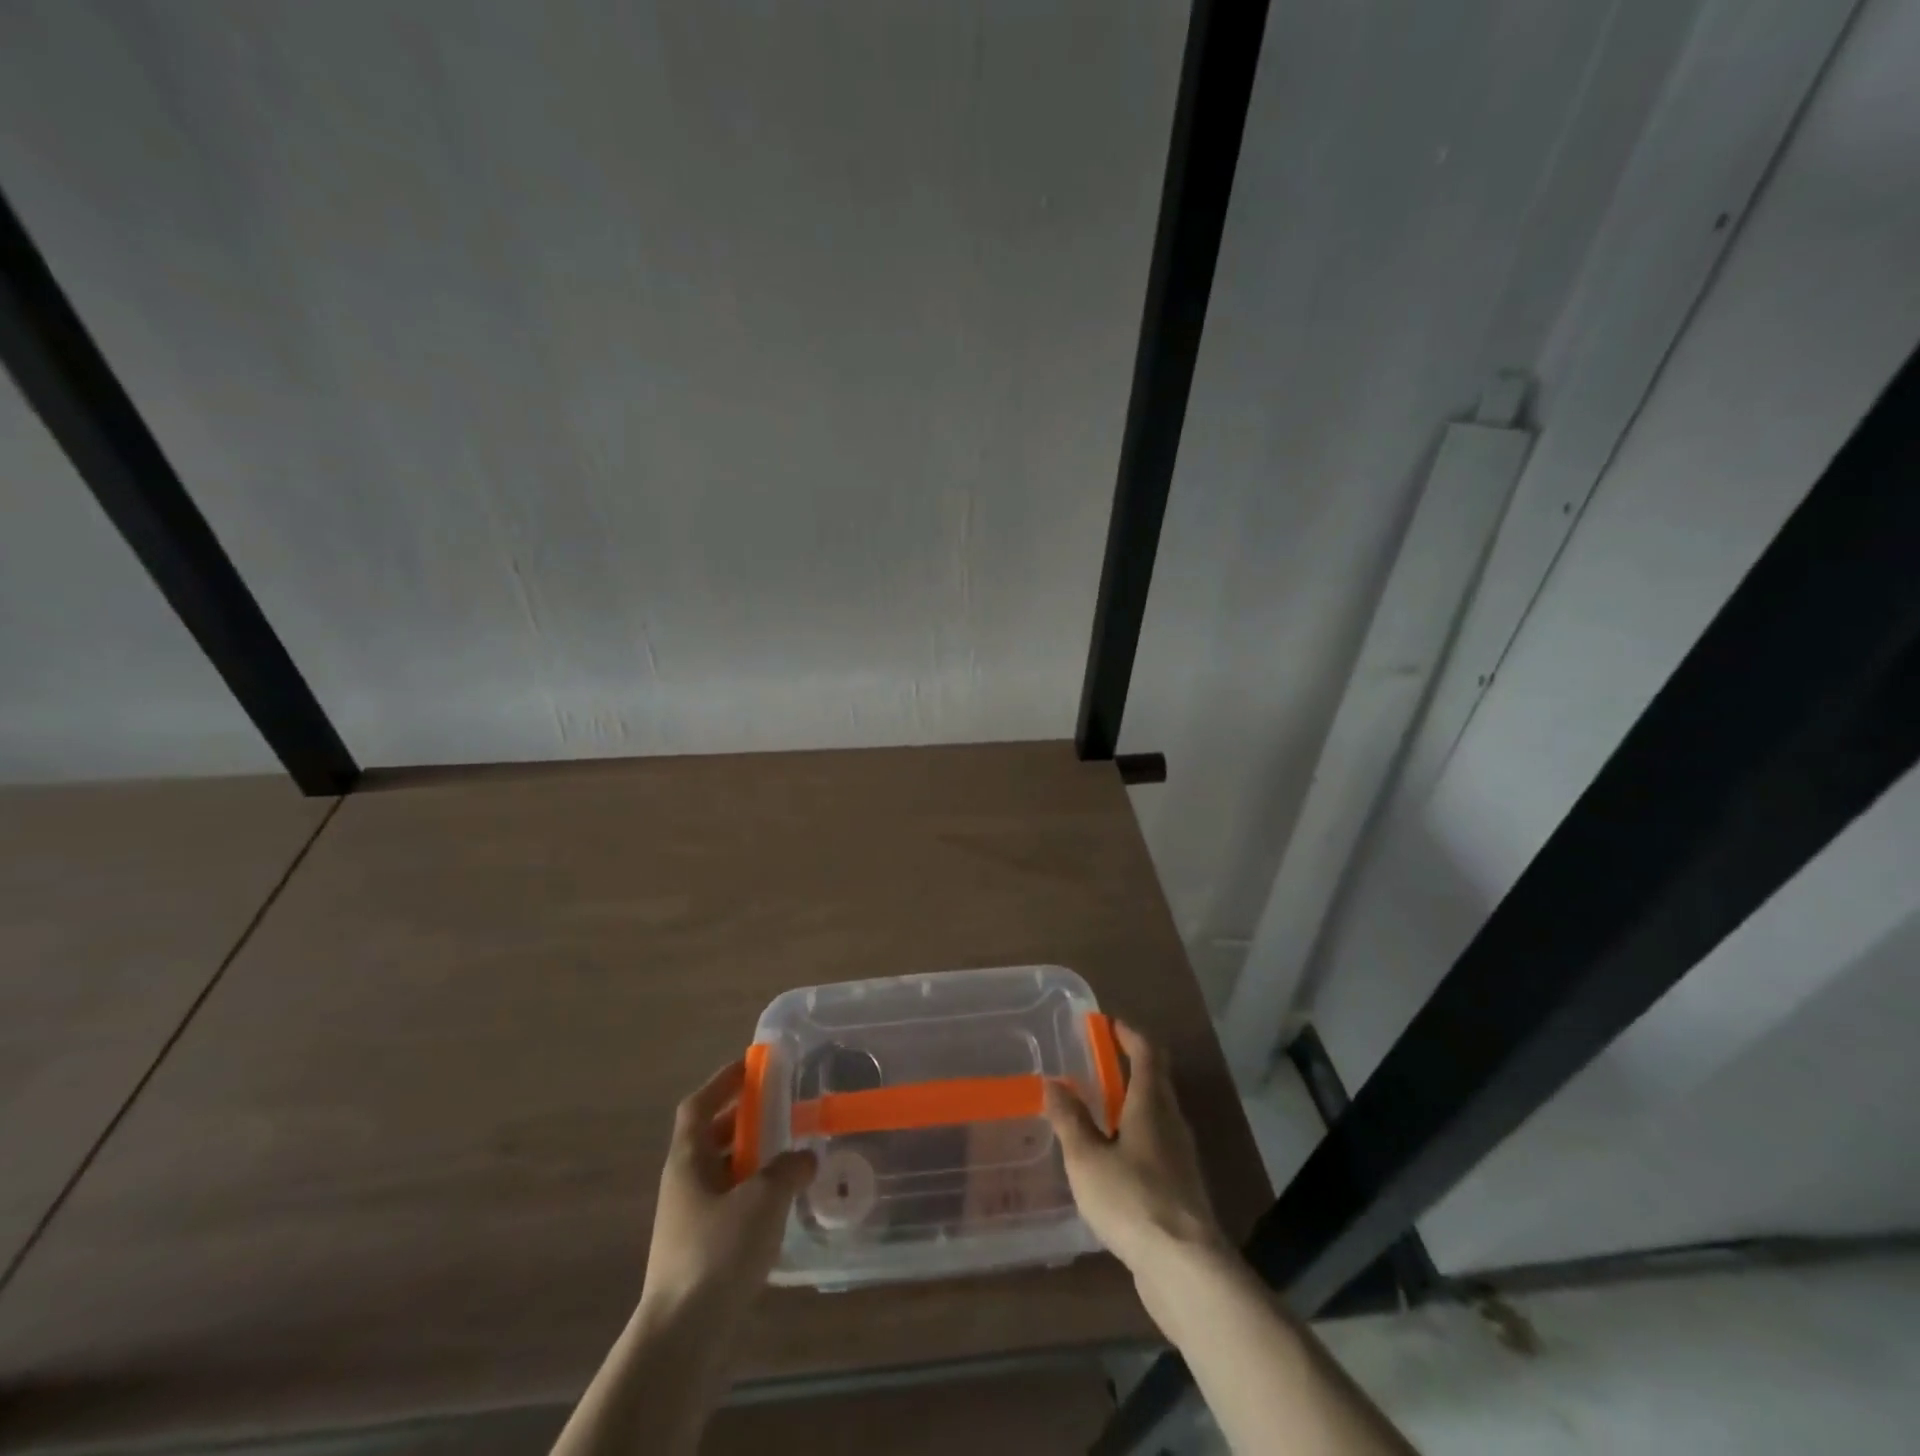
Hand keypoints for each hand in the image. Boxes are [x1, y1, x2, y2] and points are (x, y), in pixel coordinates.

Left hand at [641, 1059, 815, 1319]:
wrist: (682, 1337)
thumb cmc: (718, 1251)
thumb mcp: (763, 1199)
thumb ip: (788, 1169)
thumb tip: (805, 1158)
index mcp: (688, 1160)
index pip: (698, 1105)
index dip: (722, 1081)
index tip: (750, 1065)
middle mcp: (683, 1183)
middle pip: (711, 1136)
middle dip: (744, 1119)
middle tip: (781, 1107)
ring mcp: (689, 1219)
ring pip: (722, 1172)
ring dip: (751, 1157)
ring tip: (789, 1153)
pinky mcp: (701, 1250)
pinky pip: (729, 1203)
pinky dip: (753, 1192)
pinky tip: (781, 1204)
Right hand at [1044, 1022, 1226, 1275]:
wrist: (1186, 1269)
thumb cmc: (1132, 1199)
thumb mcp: (1087, 1158)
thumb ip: (1069, 1120)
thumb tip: (1054, 1083)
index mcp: (1151, 1104)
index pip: (1147, 1052)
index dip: (1128, 1034)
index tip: (1107, 1024)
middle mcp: (1172, 1122)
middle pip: (1155, 1081)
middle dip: (1128, 1067)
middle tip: (1095, 1064)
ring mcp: (1181, 1158)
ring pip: (1156, 1116)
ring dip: (1131, 1105)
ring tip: (1097, 1112)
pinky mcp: (1182, 1190)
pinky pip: (1157, 1147)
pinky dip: (1135, 1137)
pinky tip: (1113, 1161)